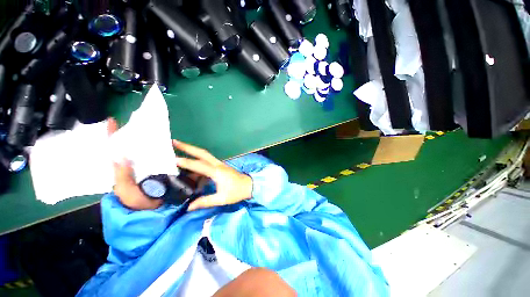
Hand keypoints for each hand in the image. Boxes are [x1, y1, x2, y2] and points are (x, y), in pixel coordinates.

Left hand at [108, 118, 162, 209]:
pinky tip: (167, 143)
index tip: (112, 120)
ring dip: (148, 139)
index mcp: (121, 168)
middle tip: (139, 122)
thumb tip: (120, 156)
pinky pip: (160, 155)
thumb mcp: (125, 191)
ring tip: (153, 129)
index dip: (111, 135)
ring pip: (145, 149)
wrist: (153, 210)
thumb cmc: (136, 202)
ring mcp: (147, 165)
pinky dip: (162, 148)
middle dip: (132, 133)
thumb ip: (121, 176)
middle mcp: (133, 164)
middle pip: (130, 145)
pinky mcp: (159, 167)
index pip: (113, 149)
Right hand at [173, 140, 252, 210]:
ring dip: (192, 151)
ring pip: (205, 155)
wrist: (249, 185)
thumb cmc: (236, 192)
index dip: (185, 162)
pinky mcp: (220, 166)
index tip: (172, 159)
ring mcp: (219, 164)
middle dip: (188, 147)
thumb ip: (205, 202)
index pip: (199, 165)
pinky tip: (190, 165)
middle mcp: (217, 165)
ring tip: (178, 149)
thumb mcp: (221, 199)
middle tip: (174, 142)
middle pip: (202, 153)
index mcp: (217, 172)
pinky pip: (207, 161)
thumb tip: (188, 207)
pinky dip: (197, 160)